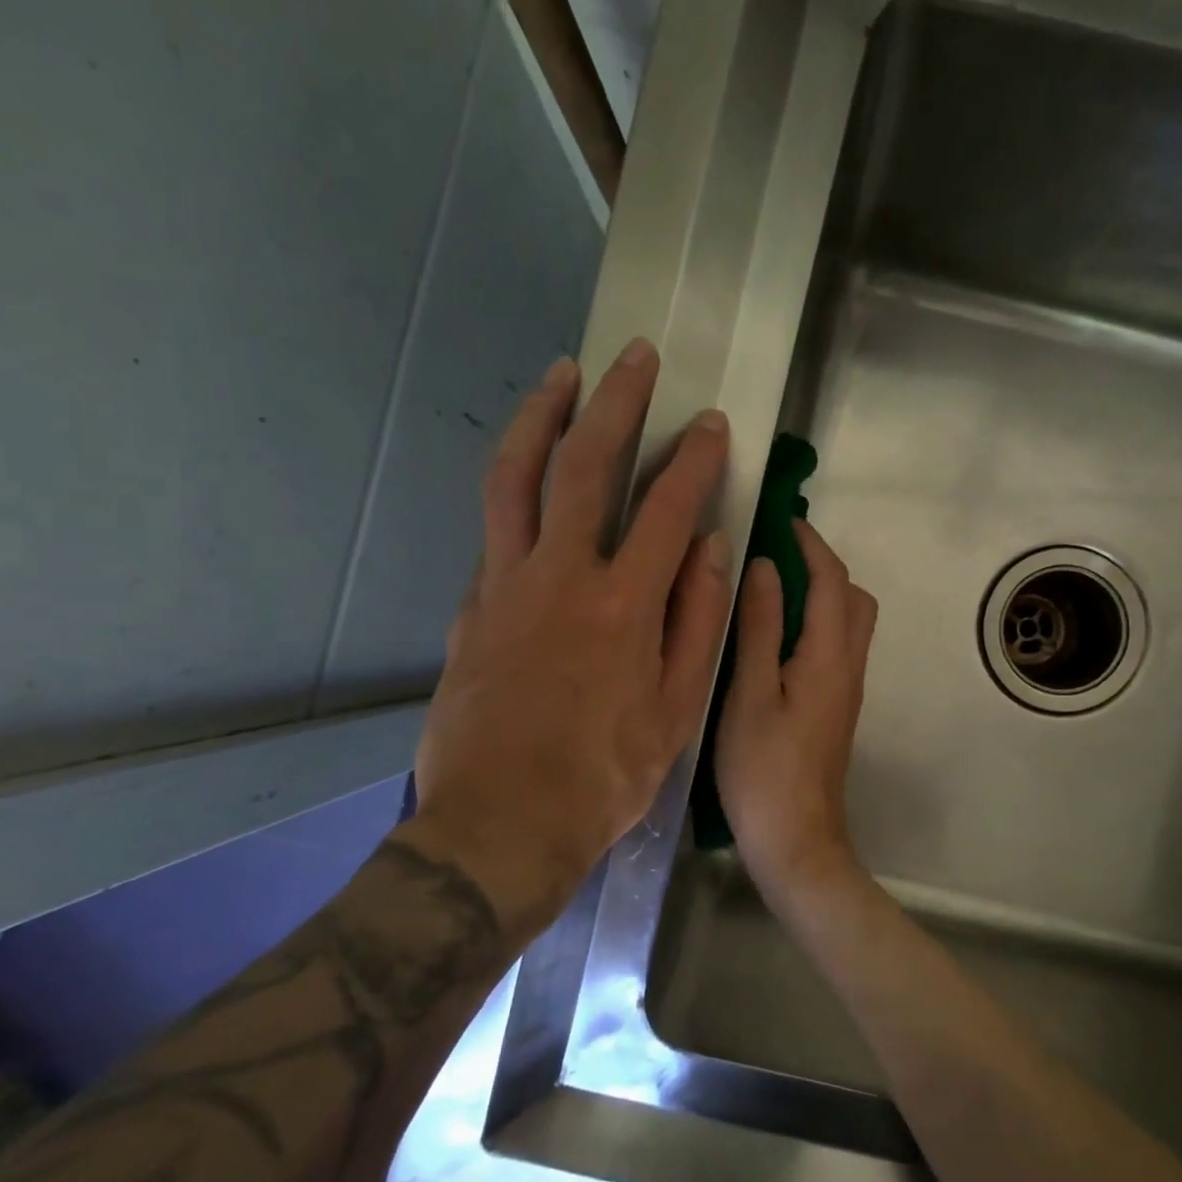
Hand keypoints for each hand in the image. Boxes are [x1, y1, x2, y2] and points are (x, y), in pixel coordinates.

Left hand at [400, 339, 732, 938]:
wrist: (501, 824)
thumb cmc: (604, 777)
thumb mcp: (676, 712)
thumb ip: (697, 623)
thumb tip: (712, 550)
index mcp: (624, 606)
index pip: (669, 508)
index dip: (694, 458)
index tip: (711, 423)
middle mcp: (561, 577)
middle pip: (586, 466)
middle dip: (616, 402)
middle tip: (634, 357)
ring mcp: (505, 585)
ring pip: (516, 477)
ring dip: (542, 416)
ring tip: (561, 374)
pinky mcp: (470, 606)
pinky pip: (494, 530)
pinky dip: (515, 488)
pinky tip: (529, 478)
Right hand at [715, 520, 878, 896]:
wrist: (796, 840)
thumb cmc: (763, 770)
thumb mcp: (750, 693)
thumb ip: (759, 627)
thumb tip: (764, 566)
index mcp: (829, 656)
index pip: (831, 581)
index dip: (811, 544)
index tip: (782, 519)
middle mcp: (849, 667)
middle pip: (853, 598)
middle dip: (823, 567)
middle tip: (776, 556)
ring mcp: (846, 690)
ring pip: (849, 623)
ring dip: (821, 594)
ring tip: (771, 589)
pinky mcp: (836, 709)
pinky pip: (836, 647)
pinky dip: (815, 623)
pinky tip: (776, 636)